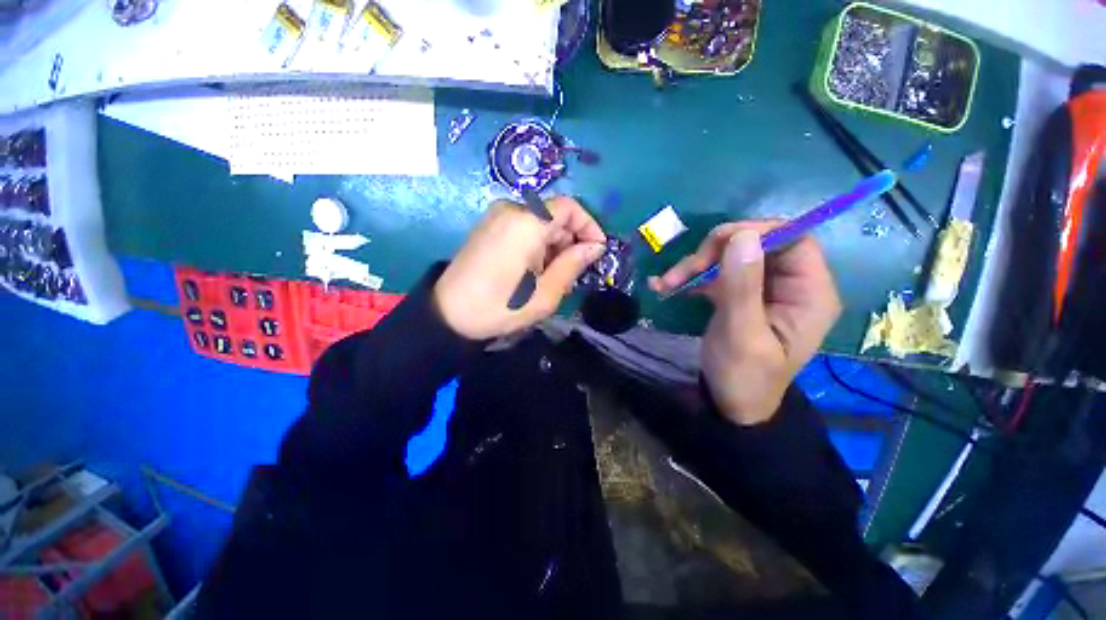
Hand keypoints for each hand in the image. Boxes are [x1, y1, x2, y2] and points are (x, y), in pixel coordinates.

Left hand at [434, 196, 606, 339]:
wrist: (447, 313)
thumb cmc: (500, 307)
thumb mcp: (544, 294)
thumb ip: (573, 265)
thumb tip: (595, 247)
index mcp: (527, 223)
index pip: (570, 208)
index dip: (589, 226)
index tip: (597, 251)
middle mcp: (511, 210)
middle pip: (555, 216)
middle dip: (571, 242)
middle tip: (574, 273)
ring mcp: (497, 217)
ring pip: (540, 223)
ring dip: (554, 246)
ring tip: (553, 277)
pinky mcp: (489, 226)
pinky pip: (524, 228)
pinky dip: (537, 245)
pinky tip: (534, 271)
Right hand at [649, 222, 840, 424]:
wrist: (731, 404)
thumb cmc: (744, 377)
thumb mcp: (742, 335)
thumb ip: (742, 287)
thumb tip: (741, 236)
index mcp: (810, 293)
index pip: (794, 239)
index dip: (756, 233)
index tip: (714, 244)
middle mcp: (791, 285)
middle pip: (757, 244)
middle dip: (715, 252)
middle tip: (683, 271)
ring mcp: (762, 289)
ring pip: (731, 257)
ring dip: (695, 266)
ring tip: (666, 283)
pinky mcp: (740, 295)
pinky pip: (716, 274)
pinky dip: (690, 277)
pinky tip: (665, 286)